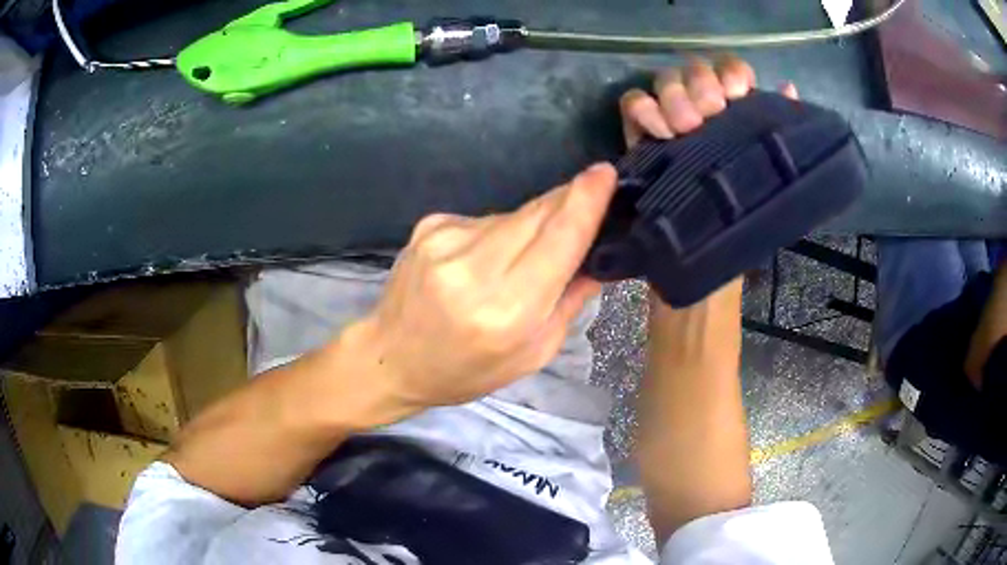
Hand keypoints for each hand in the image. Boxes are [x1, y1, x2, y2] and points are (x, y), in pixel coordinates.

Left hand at [353, 164, 616, 410]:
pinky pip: (484, 219)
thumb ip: (568, 301)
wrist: (390, 357)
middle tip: (587, 204)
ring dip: (531, 226)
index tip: (606, 173)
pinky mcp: (429, 226)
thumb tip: (596, 255)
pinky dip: (497, 233)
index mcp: (506, 310)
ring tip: (518, 260)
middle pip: (538, 214)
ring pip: (513, 214)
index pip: (558, 239)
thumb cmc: (466, 370)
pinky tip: (481, 260)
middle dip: (568, 203)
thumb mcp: (532, 354)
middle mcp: (473, 268)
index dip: (586, 202)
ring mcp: (446, 241)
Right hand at [619, 55, 796, 304]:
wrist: (706, 257)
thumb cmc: (746, 216)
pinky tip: (660, 133)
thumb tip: (788, 88)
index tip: (737, 95)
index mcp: (737, 110)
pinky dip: (644, 110)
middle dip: (701, 84)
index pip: (731, 69)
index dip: (732, 72)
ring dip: (674, 97)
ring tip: (684, 129)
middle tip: (709, 114)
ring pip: (664, 80)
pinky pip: (633, 103)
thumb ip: (783, 132)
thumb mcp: (777, 176)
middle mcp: (703, 107)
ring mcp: (669, 117)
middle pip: (694, 68)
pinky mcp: (641, 133)